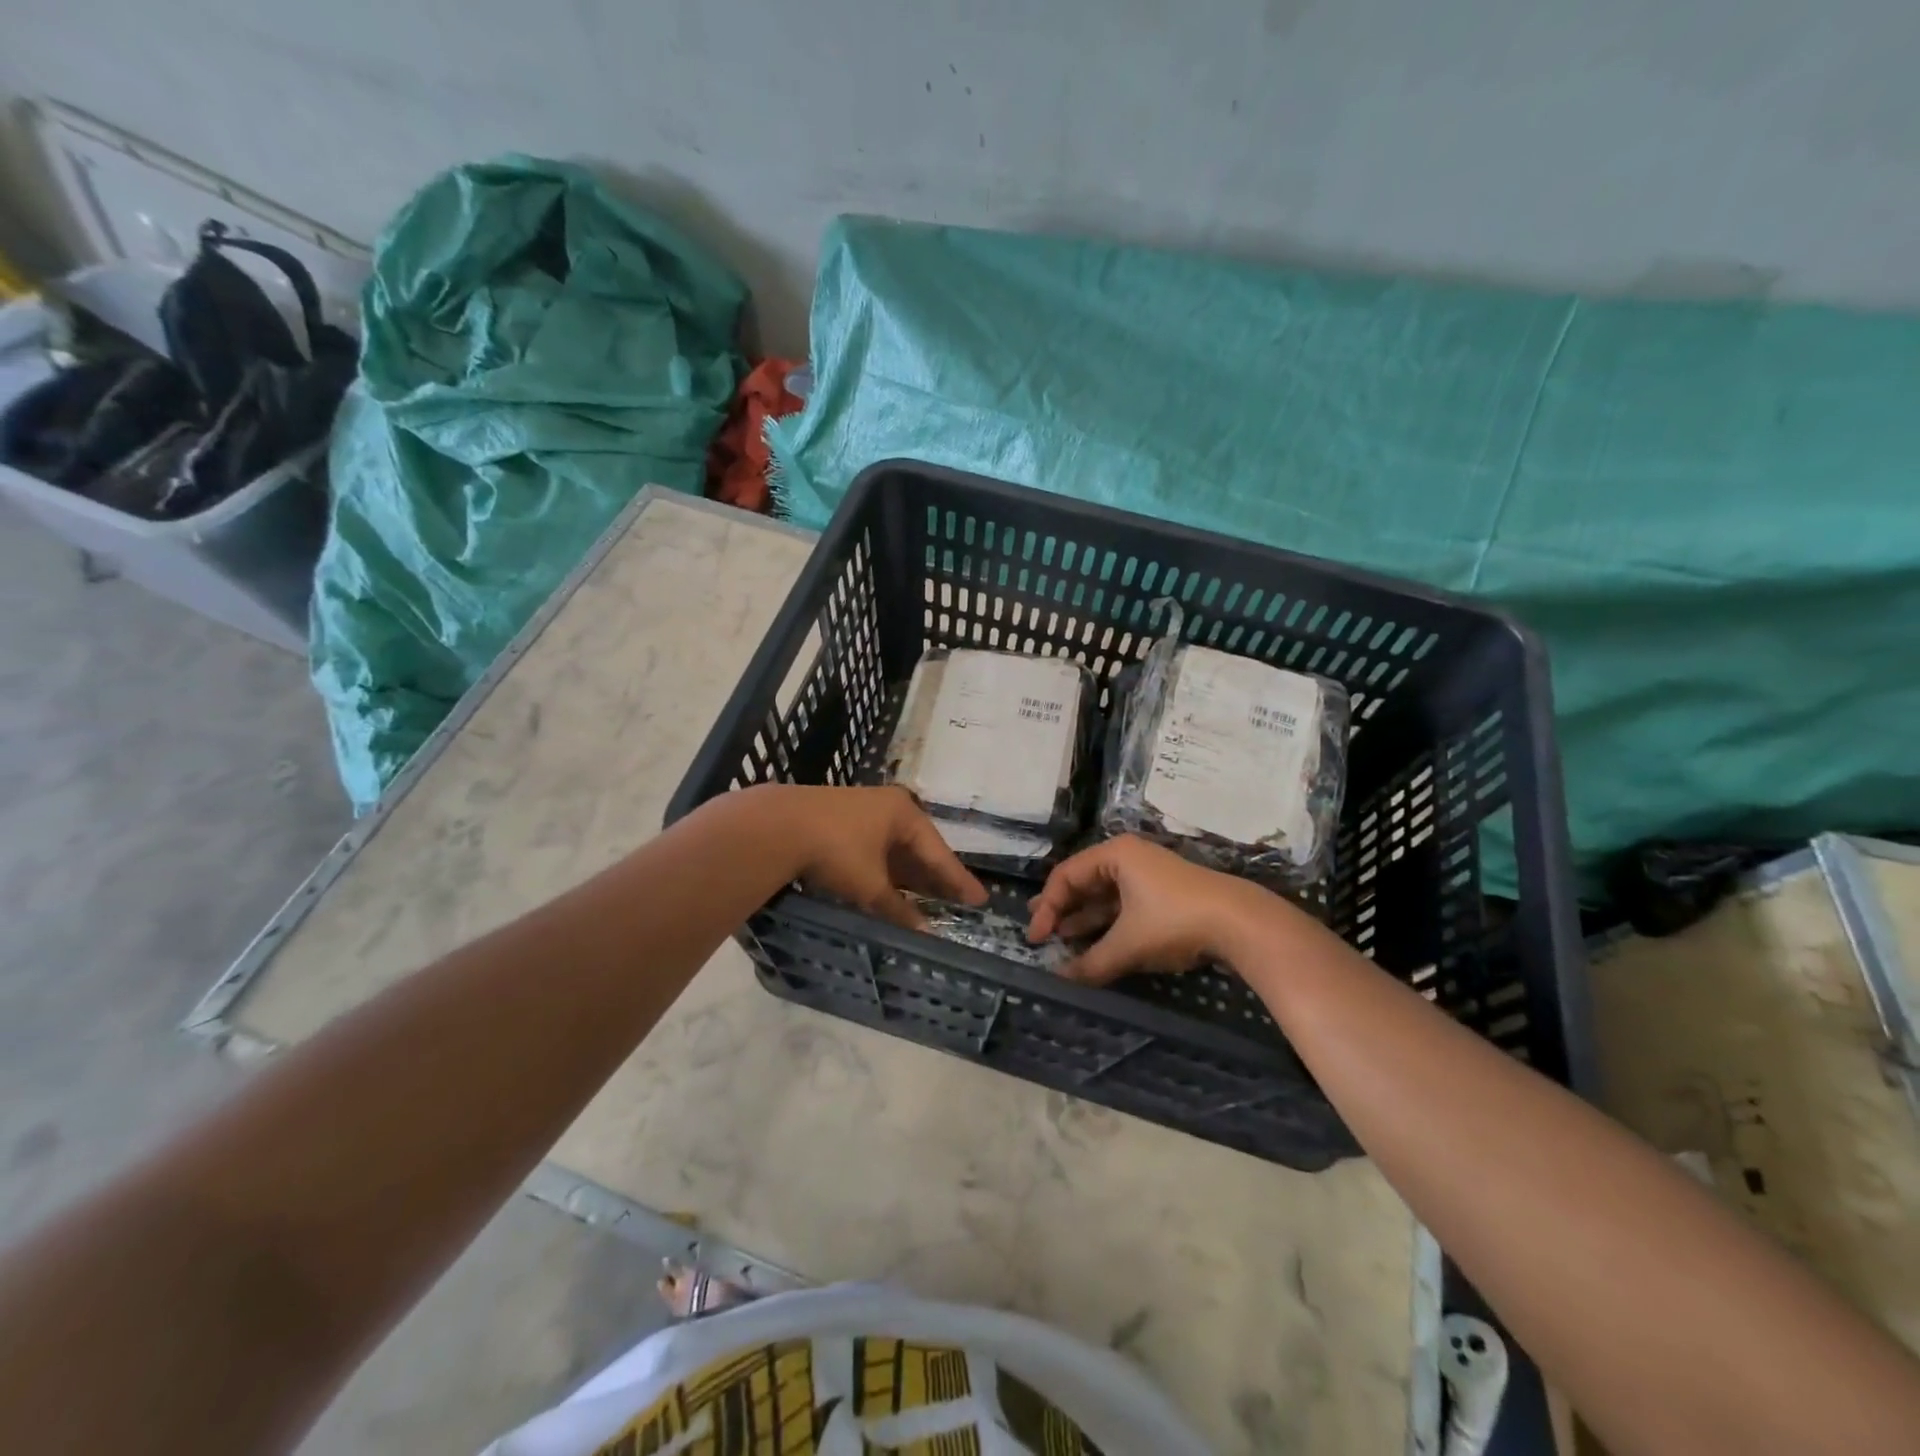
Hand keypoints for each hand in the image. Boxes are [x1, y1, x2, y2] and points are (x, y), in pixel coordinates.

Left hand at [768, 785, 986, 931]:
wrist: (778, 825)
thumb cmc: (836, 849)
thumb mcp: (870, 885)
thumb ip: (898, 909)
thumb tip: (925, 932)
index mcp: (904, 813)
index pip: (940, 852)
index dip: (959, 880)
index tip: (980, 900)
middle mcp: (889, 807)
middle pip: (920, 848)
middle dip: (935, 877)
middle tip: (957, 902)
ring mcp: (864, 811)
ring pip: (896, 849)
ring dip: (910, 876)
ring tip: (929, 900)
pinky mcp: (841, 821)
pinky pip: (877, 849)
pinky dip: (887, 871)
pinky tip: (891, 888)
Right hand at [1026, 835, 1280, 982]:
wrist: (1240, 923)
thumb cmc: (1174, 921)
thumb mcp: (1128, 944)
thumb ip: (1091, 962)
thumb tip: (1061, 980)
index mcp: (1115, 854)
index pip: (1066, 875)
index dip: (1047, 907)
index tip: (1036, 937)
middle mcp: (1128, 858)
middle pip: (1083, 882)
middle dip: (1061, 908)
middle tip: (1039, 930)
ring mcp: (1147, 876)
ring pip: (1104, 896)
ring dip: (1083, 919)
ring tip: (1060, 939)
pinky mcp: (1162, 895)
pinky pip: (1123, 906)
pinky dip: (1106, 924)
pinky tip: (1093, 943)